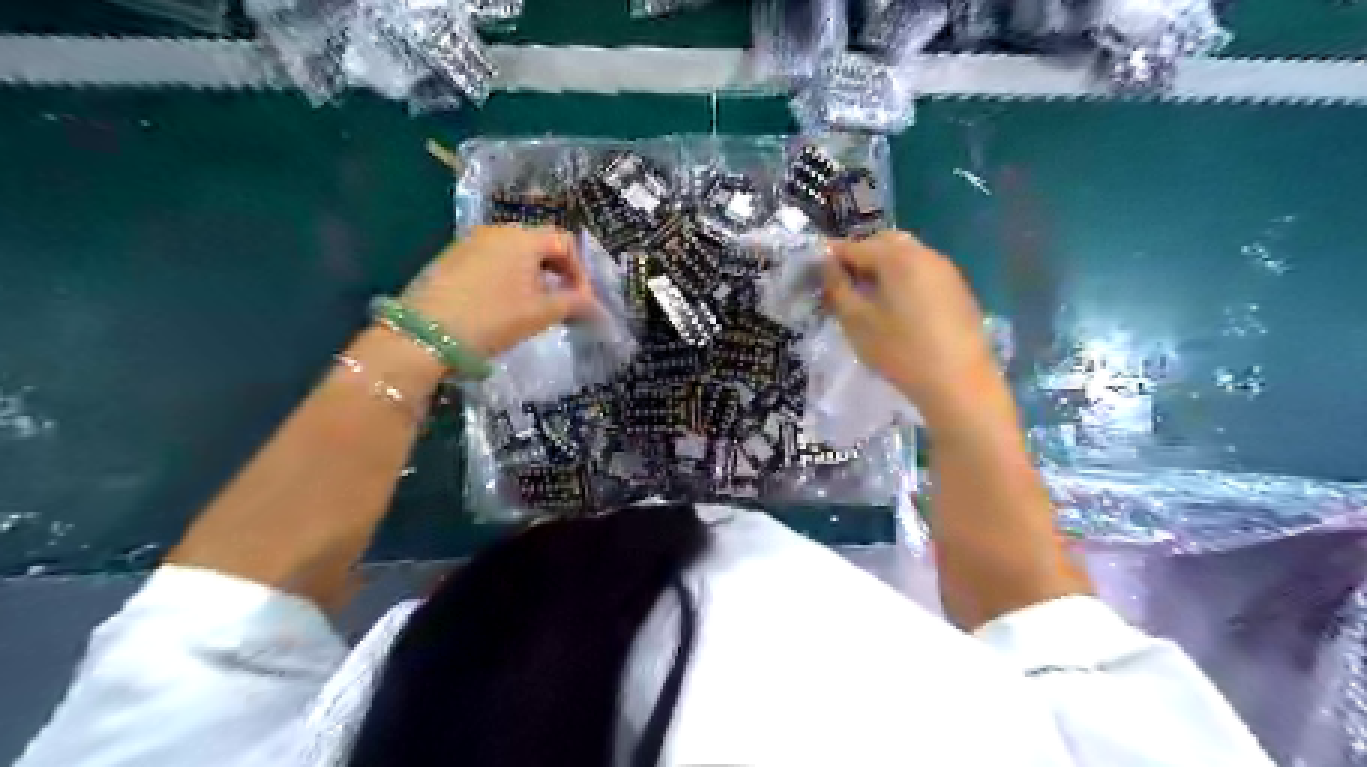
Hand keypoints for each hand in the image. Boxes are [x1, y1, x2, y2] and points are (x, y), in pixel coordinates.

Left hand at [402, 224, 599, 357]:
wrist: (424, 335)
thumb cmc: (492, 318)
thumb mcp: (541, 313)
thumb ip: (575, 304)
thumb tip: (597, 308)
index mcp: (522, 237)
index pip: (565, 242)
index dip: (580, 272)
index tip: (581, 302)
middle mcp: (496, 230)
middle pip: (539, 245)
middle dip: (557, 274)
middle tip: (562, 305)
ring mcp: (469, 242)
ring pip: (515, 254)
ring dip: (533, 278)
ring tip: (534, 309)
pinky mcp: (450, 259)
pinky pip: (492, 262)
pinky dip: (508, 279)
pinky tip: (503, 306)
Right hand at [822, 230, 1001, 426]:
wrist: (959, 383)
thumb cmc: (901, 351)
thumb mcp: (857, 322)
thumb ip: (838, 288)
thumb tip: (828, 265)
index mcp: (897, 256)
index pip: (855, 246)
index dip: (832, 258)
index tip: (817, 277)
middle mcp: (925, 253)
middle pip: (884, 243)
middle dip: (860, 258)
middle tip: (844, 287)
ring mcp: (946, 270)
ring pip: (906, 256)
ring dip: (884, 268)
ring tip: (869, 300)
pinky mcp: (959, 289)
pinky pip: (923, 272)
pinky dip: (904, 280)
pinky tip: (899, 310)